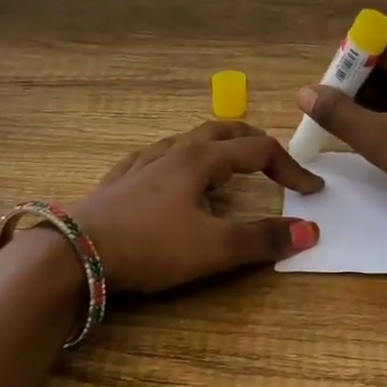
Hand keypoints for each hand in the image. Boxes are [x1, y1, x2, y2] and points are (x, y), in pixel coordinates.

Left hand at [64, 121, 324, 293]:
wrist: (74, 254)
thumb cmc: (150, 246)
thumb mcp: (214, 248)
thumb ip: (263, 239)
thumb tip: (311, 231)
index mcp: (201, 159)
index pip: (259, 150)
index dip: (290, 168)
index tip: (311, 191)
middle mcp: (174, 151)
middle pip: (223, 132)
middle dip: (254, 143)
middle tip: (275, 163)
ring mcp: (142, 163)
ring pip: (189, 141)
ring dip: (218, 149)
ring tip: (229, 168)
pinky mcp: (120, 181)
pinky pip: (158, 158)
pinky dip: (182, 161)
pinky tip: (172, 177)